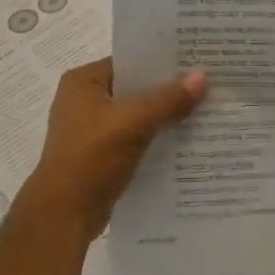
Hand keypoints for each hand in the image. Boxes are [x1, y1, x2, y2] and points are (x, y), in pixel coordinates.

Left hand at [24, 59, 207, 240]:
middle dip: (169, 90)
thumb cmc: (91, 158)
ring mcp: (91, 130)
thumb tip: (203, 76)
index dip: (163, 61)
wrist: (64, 214)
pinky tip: (187, 142)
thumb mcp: (133, 123)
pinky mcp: (101, 156)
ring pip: (137, 116)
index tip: (198, 61)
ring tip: (205, 111)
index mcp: (83, 82)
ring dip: (165, 117)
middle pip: (135, 89)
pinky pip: (135, 139)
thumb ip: (168, 100)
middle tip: (209, 85)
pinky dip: (156, 140)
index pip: (130, 62)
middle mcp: (84, 101)